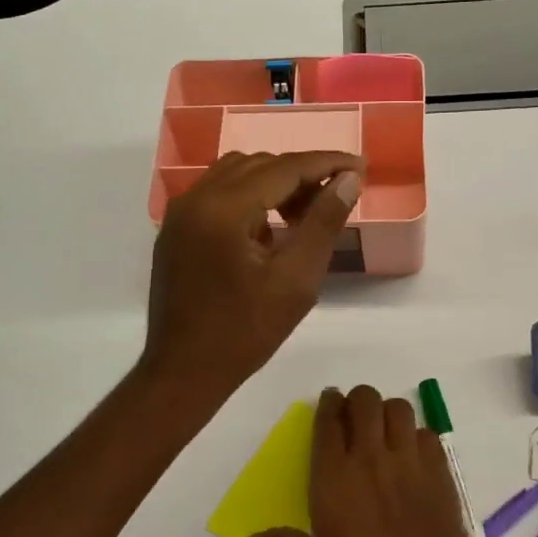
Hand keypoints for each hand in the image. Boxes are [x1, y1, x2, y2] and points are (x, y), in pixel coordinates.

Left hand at [140, 151, 362, 397]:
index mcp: (223, 209)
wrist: (183, 373)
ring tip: (305, 213)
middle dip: (302, 174)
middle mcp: (196, 198)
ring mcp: (181, 212)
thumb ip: (323, 223)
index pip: (284, 168)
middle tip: (336, 198)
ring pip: (237, 173)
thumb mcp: (296, 280)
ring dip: (275, 182)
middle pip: (260, 165)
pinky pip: (218, 191)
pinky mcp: (176, 228)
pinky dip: (250, 196)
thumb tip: (349, 179)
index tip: (361, 164)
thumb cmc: (245, 332)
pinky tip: (269, 229)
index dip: (327, 162)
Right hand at [246, 387, 480, 536]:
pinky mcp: (441, 476)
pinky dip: (417, 438)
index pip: (328, 420)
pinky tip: (411, 460)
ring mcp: (410, 463)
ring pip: (399, 409)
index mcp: (334, 476)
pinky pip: (428, 435)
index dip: (327, 405)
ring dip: (388, 414)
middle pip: (366, 400)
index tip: (328, 403)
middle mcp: (371, 458)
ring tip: (383, 434)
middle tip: (354, 420)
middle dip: (357, 402)